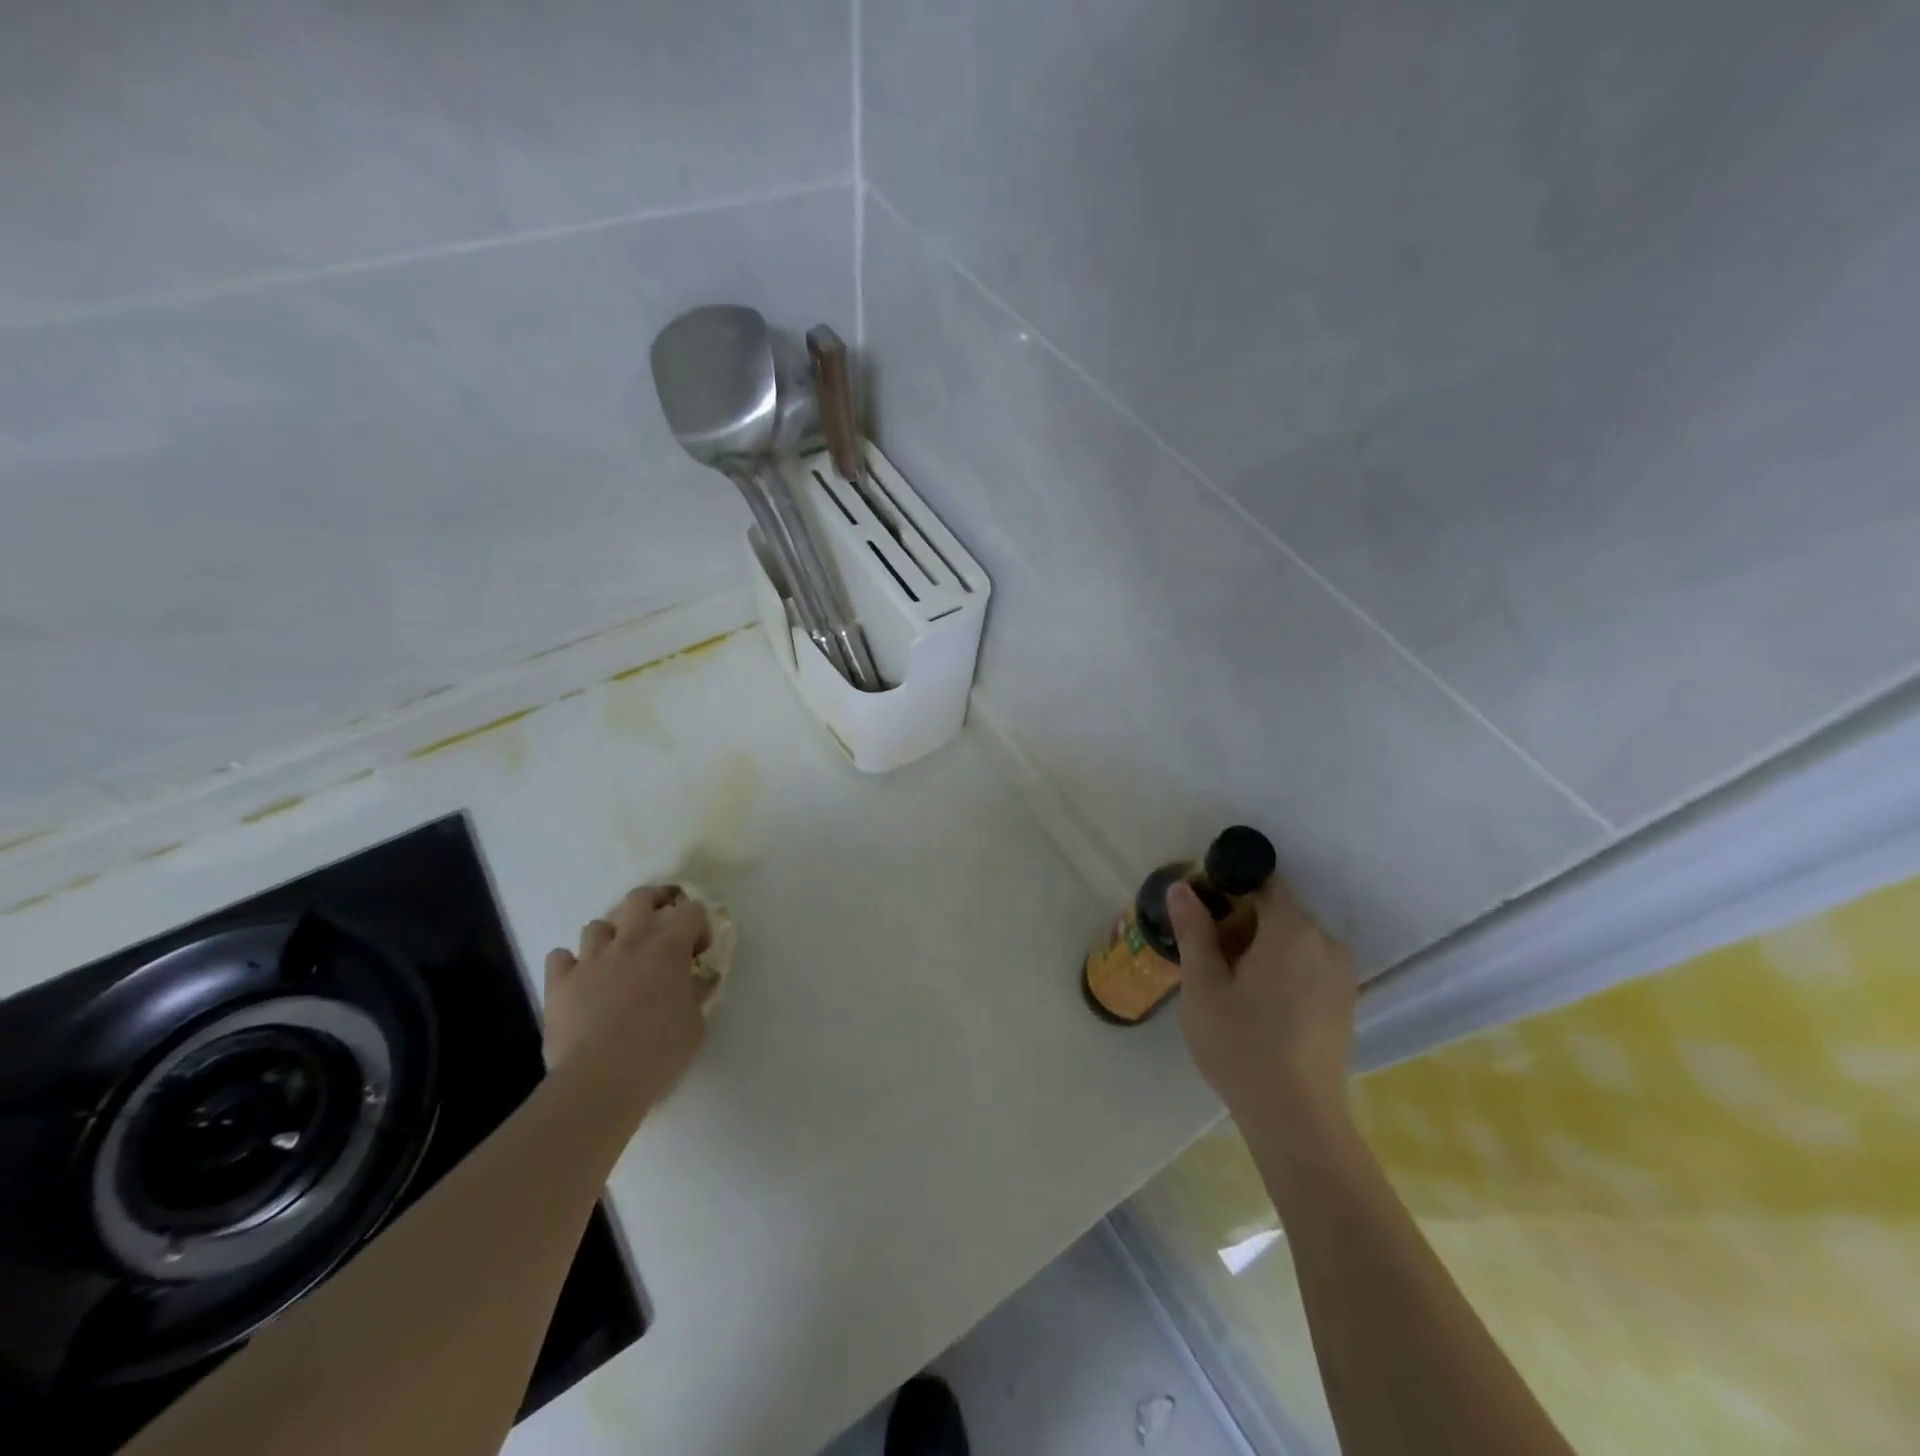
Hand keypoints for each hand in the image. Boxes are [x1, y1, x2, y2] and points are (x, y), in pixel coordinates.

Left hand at [543, 884, 712, 1113]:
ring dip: (610, 937)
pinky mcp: (559, 982)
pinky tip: (580, 981)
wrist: (600, 1079)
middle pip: (640, 898)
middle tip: (661, 925)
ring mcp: (591, 959)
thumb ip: (696, 992)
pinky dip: (570, 964)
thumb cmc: (659, 1050)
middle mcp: (630, 941)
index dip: (698, 925)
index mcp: (669, 947)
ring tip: (616, 960)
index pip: (691, 910)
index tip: (698, 953)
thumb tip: (697, 979)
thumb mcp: (695, 1022)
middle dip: (654, 903)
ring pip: (597, 925)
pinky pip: (560, 957)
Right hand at [1168, 876, 1357, 1154]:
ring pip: (1293, 941)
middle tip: (1204, 952)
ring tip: (1225, 982)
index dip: (1229, 885)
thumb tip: (1182, 887)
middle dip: (1240, 921)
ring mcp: (1341, 976)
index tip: (1200, 909)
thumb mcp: (1203, 984)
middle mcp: (1326, 943)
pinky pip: (1307, 966)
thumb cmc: (1241, 1044)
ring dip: (1259, 947)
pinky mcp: (1345, 1004)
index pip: (1264, 882)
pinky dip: (1280, 969)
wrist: (1295, 1119)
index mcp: (1293, 930)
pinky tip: (1254, 1004)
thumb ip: (1194, 929)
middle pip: (1278, 911)